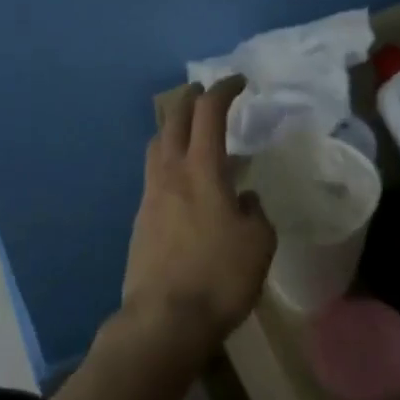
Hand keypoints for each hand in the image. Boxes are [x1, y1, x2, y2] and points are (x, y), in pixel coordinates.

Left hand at [121, 76, 276, 362]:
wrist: (164, 317)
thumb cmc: (218, 277)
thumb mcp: (258, 244)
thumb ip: (255, 213)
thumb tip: (245, 197)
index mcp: (201, 169)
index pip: (209, 113)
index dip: (223, 90)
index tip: (238, 81)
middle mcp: (170, 171)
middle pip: (174, 119)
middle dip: (190, 99)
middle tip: (206, 93)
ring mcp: (150, 193)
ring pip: (158, 144)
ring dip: (174, 128)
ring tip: (193, 135)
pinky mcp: (141, 216)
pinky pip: (154, 172)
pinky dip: (169, 160)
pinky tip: (185, 182)